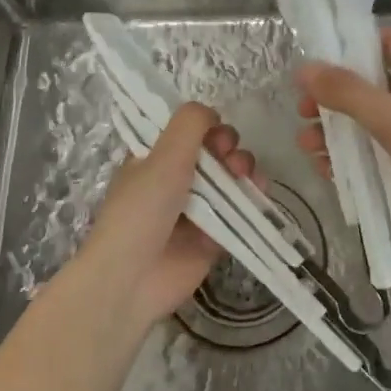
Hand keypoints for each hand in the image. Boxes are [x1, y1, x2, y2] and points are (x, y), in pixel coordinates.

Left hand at [79, 102, 255, 326]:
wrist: (132, 278)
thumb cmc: (142, 209)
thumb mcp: (163, 156)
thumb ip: (190, 124)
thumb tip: (212, 112)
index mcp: (154, 158)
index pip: (186, 131)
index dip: (206, 126)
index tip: (214, 130)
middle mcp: (174, 180)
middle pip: (212, 151)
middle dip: (228, 146)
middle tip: (228, 155)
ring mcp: (195, 208)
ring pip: (229, 178)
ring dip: (243, 168)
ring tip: (244, 174)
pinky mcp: (213, 236)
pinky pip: (239, 210)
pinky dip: (251, 198)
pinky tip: (258, 191)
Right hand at [295, 27, 390, 272]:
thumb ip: (347, 93)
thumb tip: (305, 69)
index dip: (359, 43)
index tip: (322, 55)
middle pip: (373, 87)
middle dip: (336, 97)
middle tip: (303, 110)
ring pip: (372, 128)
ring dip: (339, 134)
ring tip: (306, 147)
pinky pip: (379, 162)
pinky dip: (354, 164)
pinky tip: (328, 173)